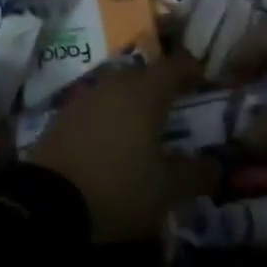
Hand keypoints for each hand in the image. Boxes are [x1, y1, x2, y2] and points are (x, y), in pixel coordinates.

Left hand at [28, 57, 218, 242]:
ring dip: (135, 98)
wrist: (48, 199)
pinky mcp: (66, 113)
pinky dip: (112, 113)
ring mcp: (88, 95)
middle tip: (177, 102)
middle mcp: (117, 83)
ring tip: (146, 122)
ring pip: (119, 87)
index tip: (205, 78)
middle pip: (145, 73)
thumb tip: (218, 165)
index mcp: (146, 92)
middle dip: (162, 84)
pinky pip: (99, 104)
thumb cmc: (119, 187)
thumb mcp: (167, 190)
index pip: (175, 67)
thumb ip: (197, 174)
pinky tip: (114, 136)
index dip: (192, 69)